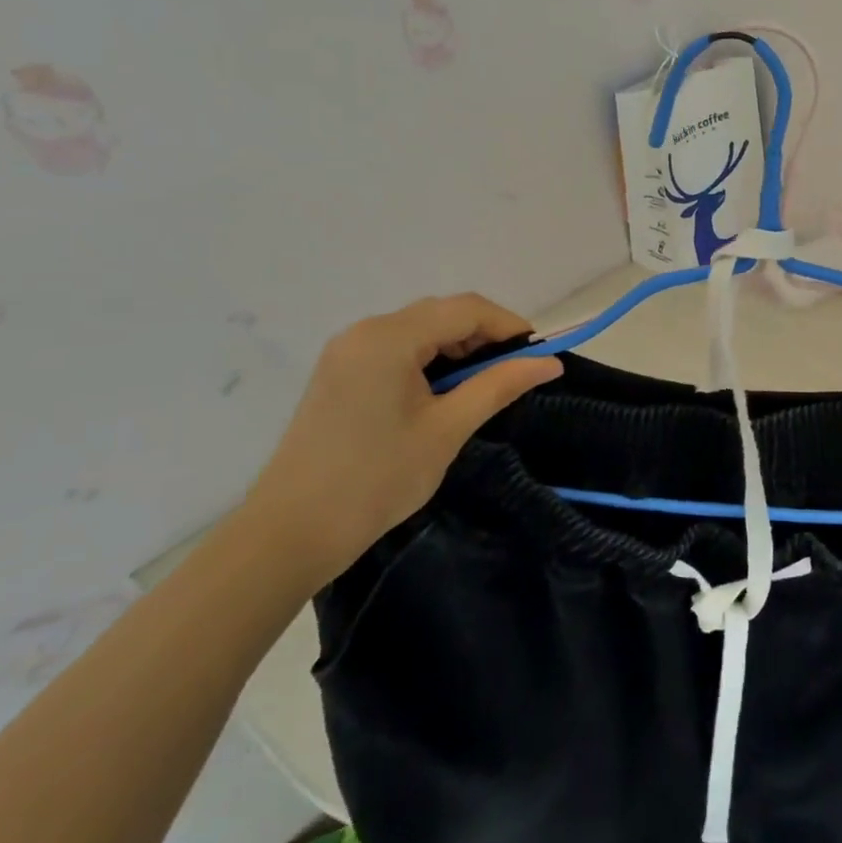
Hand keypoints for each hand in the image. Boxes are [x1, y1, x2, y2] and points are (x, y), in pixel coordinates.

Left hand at [244, 295, 561, 587]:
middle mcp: (365, 331)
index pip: (466, 309)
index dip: (509, 325)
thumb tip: (551, 363)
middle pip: (442, 313)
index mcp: (389, 338)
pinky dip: (430, 359)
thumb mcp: (448, 429)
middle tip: (515, 372)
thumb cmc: (376, 478)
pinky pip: (397, 348)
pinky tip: (444, 392)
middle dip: (485, 335)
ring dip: (458, 347)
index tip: (540, 355)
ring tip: (483, 385)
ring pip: (420, 329)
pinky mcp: (340, 372)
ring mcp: (347, 351)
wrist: (290, 533)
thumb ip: (500, 385)